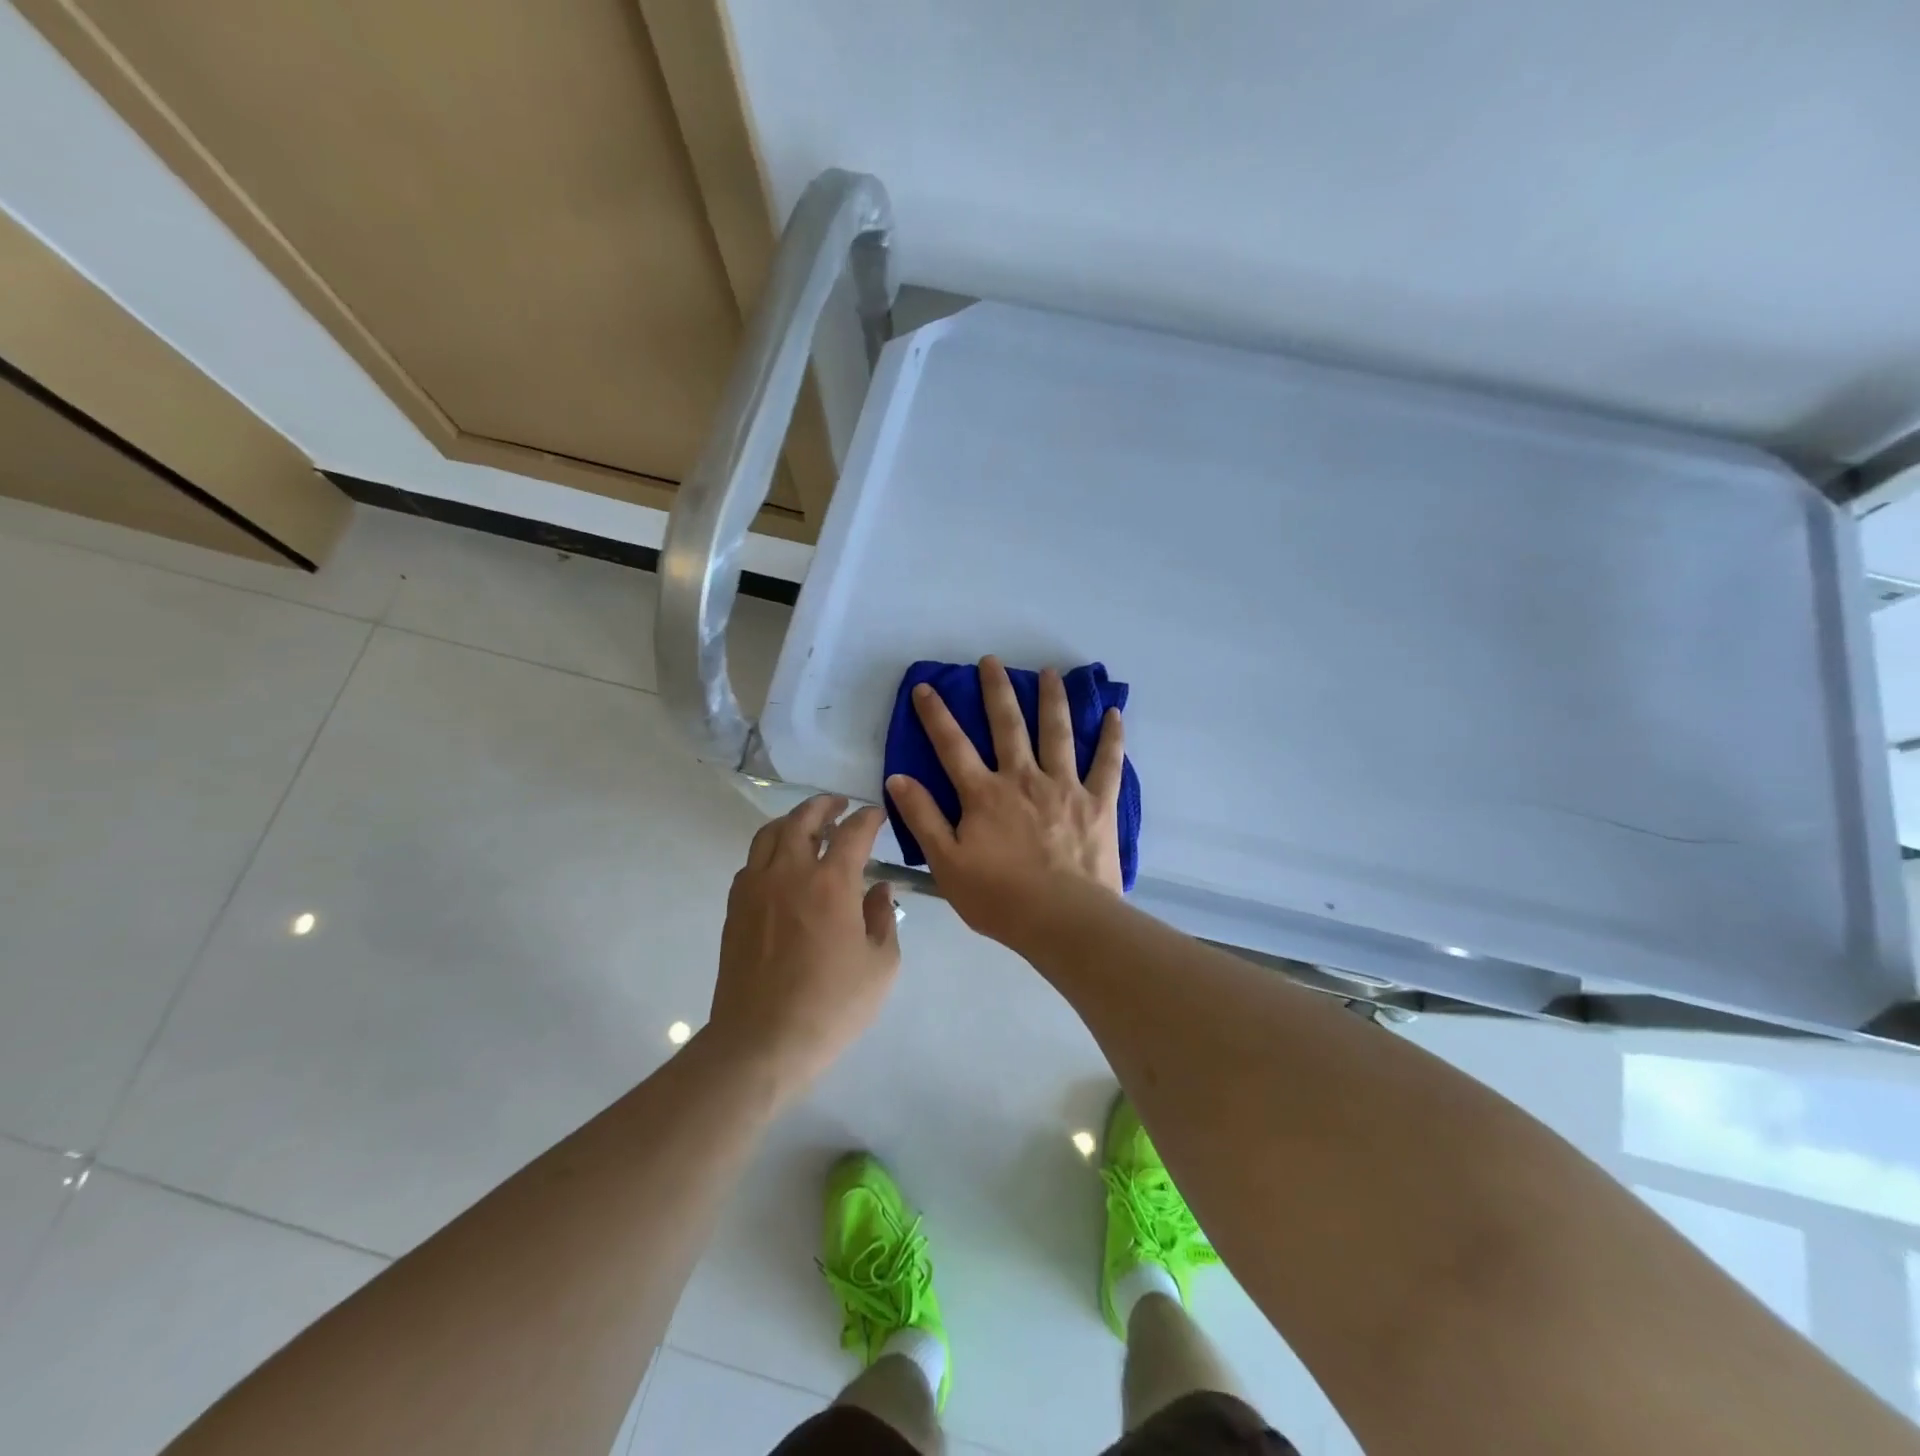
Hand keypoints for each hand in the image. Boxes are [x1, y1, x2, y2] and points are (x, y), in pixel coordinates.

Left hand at [707, 795, 898, 1102]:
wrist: (762, 1041)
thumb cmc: (831, 1006)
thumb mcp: (880, 966)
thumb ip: (883, 918)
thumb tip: (878, 889)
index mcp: (831, 883)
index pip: (853, 832)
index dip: (868, 818)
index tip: (877, 815)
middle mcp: (790, 873)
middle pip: (804, 820)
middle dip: (825, 805)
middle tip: (840, 805)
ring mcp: (756, 888)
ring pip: (770, 834)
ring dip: (793, 821)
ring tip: (809, 825)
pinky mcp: (736, 908)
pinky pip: (752, 862)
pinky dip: (770, 850)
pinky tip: (782, 866)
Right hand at [886, 655, 1124, 949]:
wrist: (1063, 920)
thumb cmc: (999, 898)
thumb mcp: (947, 863)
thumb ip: (923, 818)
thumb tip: (898, 778)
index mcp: (984, 794)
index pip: (952, 745)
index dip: (936, 714)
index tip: (926, 686)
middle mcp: (1023, 778)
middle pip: (1007, 725)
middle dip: (996, 690)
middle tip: (991, 661)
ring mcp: (1064, 786)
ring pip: (1057, 732)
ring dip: (1052, 699)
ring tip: (1049, 672)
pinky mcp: (1098, 801)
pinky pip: (1107, 762)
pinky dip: (1111, 737)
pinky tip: (1114, 713)